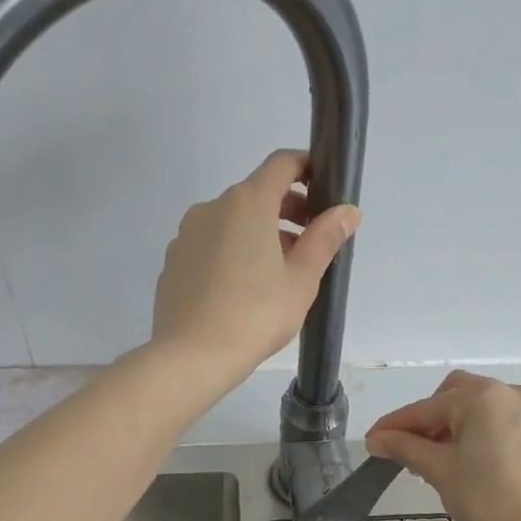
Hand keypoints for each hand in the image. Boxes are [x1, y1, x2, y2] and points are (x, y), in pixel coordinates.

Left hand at [150, 149, 359, 388]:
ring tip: (279, 274)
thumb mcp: (302, 279)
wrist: (191, 357)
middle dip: (287, 210)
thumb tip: (347, 211)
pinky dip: (231, 253)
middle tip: (310, 243)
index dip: (307, 168)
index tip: (324, 189)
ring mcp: (186, 235)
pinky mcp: (173, 262)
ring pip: (231, 222)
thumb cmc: (255, 315)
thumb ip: (325, 238)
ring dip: (259, 234)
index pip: (281, 164)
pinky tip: (242, 291)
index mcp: (247, 204)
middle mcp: (211, 208)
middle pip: (255, 194)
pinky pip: (209, 246)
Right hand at [366, 371, 520, 520]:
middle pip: (454, 395)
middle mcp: (509, 391)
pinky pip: (501, 419)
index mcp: (481, 397)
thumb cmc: (488, 501)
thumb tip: (377, 440)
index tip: (372, 441)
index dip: (394, 426)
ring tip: (437, 460)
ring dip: (454, 425)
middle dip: (429, 419)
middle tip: (410, 451)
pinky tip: (467, 459)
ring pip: (479, 406)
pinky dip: (479, 431)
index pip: (426, 409)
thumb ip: (406, 448)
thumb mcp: (441, 471)